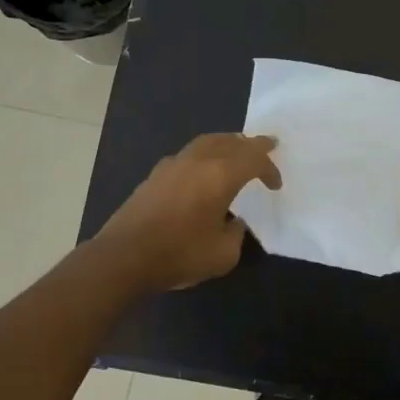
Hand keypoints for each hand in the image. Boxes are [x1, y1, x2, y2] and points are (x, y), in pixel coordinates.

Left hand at [93, 134, 280, 292]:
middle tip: (267, 145)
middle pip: (231, 141)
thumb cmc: (179, 254)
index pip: (254, 160)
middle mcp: (198, 161)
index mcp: (221, 175)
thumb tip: (233, 223)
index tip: (275, 186)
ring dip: (226, 144)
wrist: (124, 257)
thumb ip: (236, 234)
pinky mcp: (155, 175)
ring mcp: (173, 165)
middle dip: (251, 145)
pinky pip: (188, 154)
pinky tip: (202, 170)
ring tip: (236, 150)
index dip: (269, 169)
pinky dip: (204, 155)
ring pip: (207, 142)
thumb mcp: (223, 255)